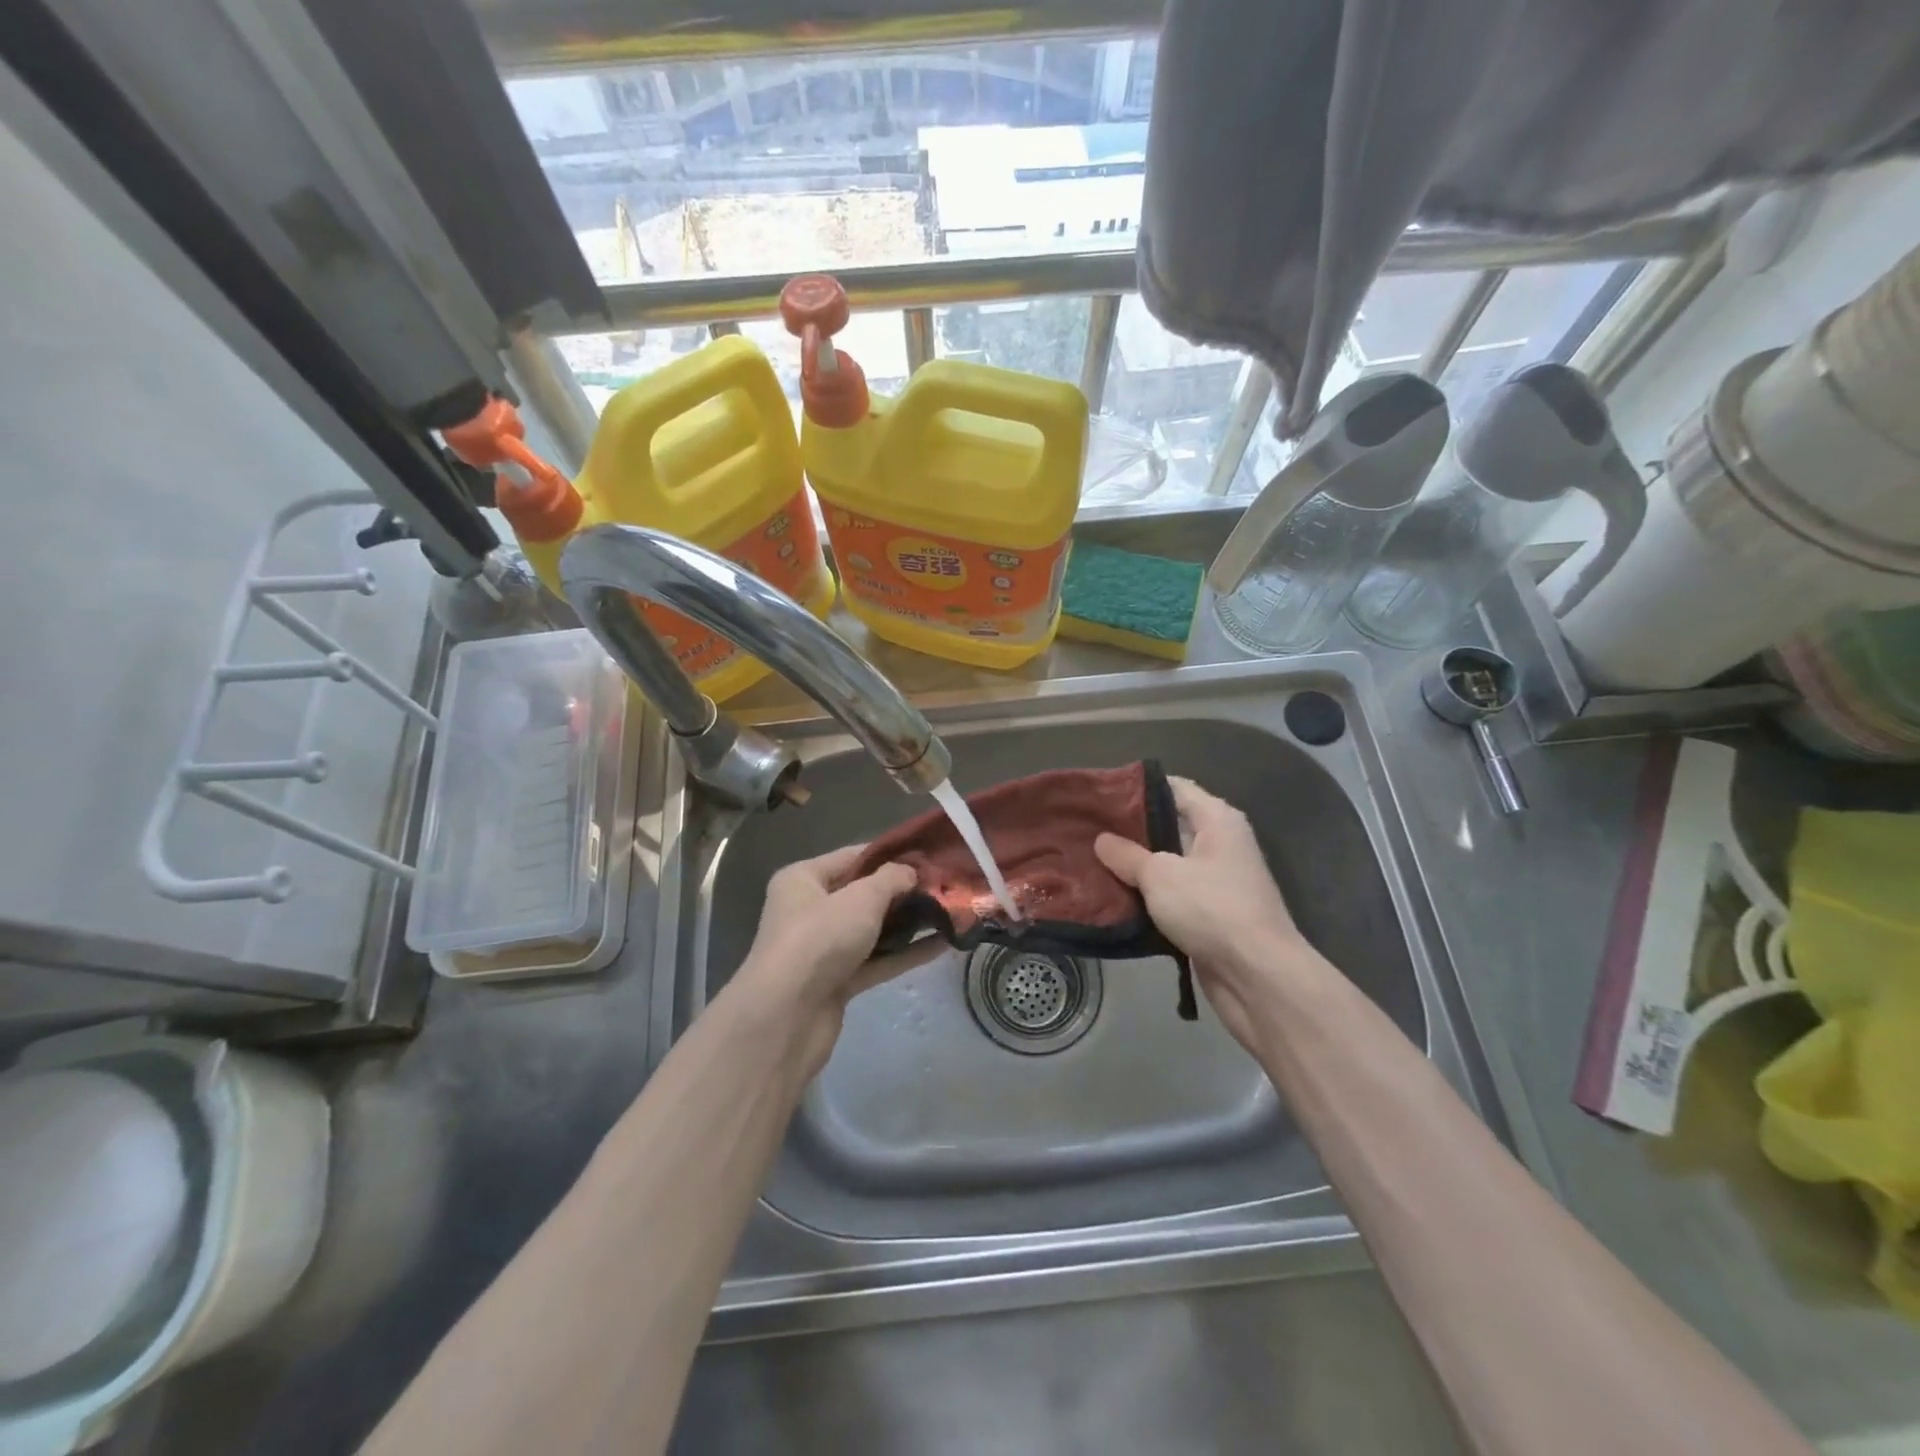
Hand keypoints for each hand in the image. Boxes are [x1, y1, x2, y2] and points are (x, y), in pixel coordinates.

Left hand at [731, 845, 928, 1074]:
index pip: (853, 857)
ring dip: (908, 924)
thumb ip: (891, 879)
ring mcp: (822, 949)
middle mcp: (809, 910)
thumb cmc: (820, 938)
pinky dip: (904, 953)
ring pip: (872, 930)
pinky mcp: (836, 983)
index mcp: (803, 879)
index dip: (890, 855)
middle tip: (946, 886)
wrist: (786, 1017)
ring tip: (951, 913)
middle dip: (903, 892)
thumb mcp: (861, 898)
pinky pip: (876, 960)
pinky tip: (941, 945)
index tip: (929, 856)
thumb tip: (910, 872)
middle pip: (863, 894)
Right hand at [1095, 777, 1324, 1049]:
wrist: (1257, 976)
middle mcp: (1220, 844)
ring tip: (1091, 861)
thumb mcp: (1160, 875)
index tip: (1099, 795)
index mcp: (1217, 820)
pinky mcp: (1209, 914)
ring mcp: (1216, 881)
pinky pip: (1171, 896)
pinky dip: (1146, 896)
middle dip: (1129, 829)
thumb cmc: (1211, 908)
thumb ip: (1127, 855)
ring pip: (1167, 863)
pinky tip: (1112, 896)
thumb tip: (1101, 840)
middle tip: (1087, 830)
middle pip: (1169, 825)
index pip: (1173, 787)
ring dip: (1135, 866)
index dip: (1136, 788)